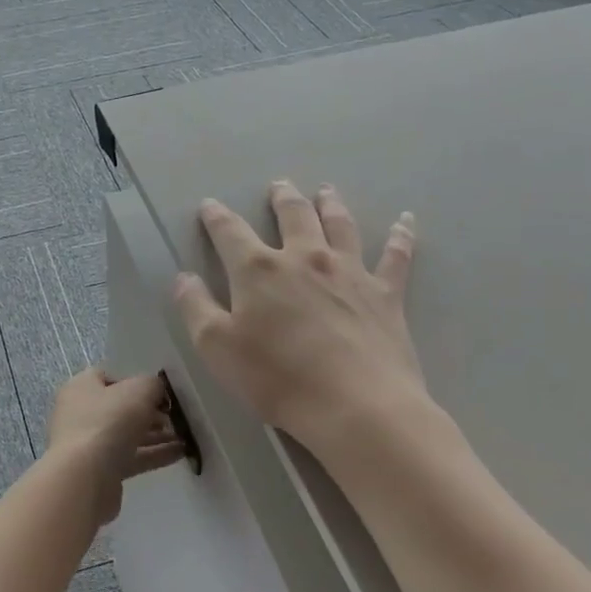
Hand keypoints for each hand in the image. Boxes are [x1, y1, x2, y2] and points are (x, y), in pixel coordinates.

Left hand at [46, 368, 185, 523]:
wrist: (85, 477)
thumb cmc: (109, 422)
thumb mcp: (139, 390)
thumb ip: (153, 385)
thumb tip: (158, 392)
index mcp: (81, 387)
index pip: (108, 377)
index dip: (135, 381)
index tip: (160, 393)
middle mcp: (81, 413)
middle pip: (120, 408)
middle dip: (150, 412)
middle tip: (175, 417)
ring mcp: (89, 444)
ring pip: (128, 435)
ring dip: (156, 435)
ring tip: (185, 436)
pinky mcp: (101, 471)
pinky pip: (132, 458)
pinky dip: (154, 454)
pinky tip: (181, 454)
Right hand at [172, 181, 430, 451]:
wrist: (356, 406)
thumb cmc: (277, 378)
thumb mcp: (216, 347)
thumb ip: (195, 307)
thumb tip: (184, 277)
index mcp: (259, 269)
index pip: (230, 232)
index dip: (216, 217)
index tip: (209, 205)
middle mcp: (305, 258)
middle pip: (293, 215)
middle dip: (282, 198)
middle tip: (279, 185)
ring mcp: (349, 272)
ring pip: (340, 225)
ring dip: (331, 204)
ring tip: (326, 190)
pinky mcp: (386, 294)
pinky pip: (396, 256)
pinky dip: (401, 236)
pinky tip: (406, 221)